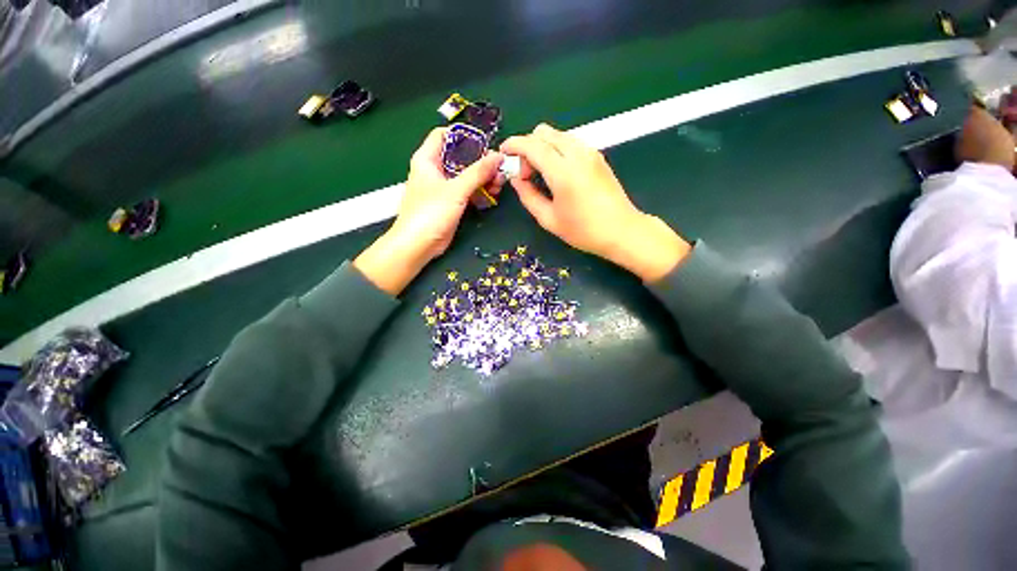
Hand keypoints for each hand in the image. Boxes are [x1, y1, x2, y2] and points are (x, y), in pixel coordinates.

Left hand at [355, 128, 503, 294]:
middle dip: (481, 161)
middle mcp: (435, 170)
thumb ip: (477, 172)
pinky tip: (492, 195)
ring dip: (483, 178)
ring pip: (467, 175)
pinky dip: (479, 191)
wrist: (418, 245)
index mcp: (428, 159)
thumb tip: (498, 156)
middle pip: (461, 157)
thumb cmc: (430, 213)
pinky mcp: (451, 203)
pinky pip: (467, 191)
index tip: (486, 143)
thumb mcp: (455, 190)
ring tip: (498, 184)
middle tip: (499, 169)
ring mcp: (444, 188)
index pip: (445, 135)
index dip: (465, 136)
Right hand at [501, 124, 690, 281]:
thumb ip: (528, 196)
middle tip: (527, 173)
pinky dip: (557, 150)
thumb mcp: (549, 220)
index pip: (532, 145)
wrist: (621, 230)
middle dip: (528, 147)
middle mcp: (576, 154)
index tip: (504, 152)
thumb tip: (517, 179)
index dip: (514, 145)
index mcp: (562, 172)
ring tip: (542, 175)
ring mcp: (590, 152)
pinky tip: (558, 173)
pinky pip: (570, 142)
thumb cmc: (583, 231)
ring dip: (543, 147)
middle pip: (544, 132)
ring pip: (558, 135)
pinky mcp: (597, 156)